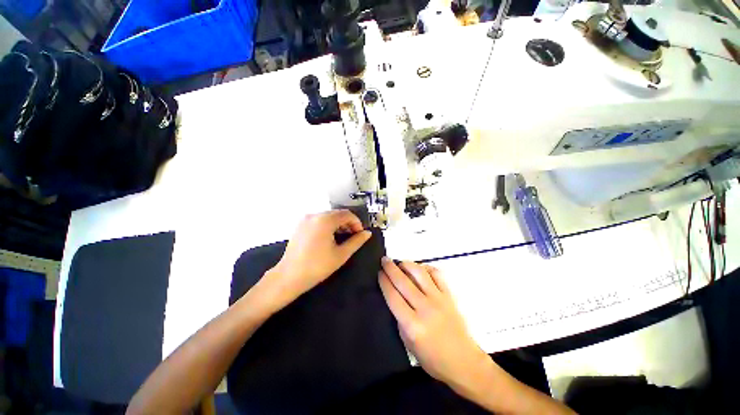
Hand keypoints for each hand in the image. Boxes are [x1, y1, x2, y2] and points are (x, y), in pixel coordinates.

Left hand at [262, 210, 371, 308]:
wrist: (289, 277)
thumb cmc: (317, 267)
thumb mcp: (341, 254)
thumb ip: (356, 241)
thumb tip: (367, 233)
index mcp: (325, 220)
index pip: (347, 214)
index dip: (357, 222)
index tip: (360, 234)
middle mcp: (314, 215)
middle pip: (337, 213)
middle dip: (348, 223)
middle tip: (353, 236)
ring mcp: (305, 219)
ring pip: (328, 216)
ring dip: (338, 224)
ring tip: (343, 237)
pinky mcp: (300, 225)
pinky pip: (319, 220)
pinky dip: (328, 225)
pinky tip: (330, 237)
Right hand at [378, 259, 491, 392]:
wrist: (463, 361)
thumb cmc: (432, 358)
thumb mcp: (408, 343)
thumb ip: (400, 319)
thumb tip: (394, 296)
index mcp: (412, 324)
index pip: (393, 296)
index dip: (384, 282)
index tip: (379, 273)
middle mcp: (425, 308)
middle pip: (403, 281)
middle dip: (391, 268)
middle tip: (385, 260)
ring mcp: (438, 299)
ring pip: (420, 273)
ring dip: (407, 264)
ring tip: (400, 263)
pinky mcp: (449, 295)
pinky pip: (436, 274)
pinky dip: (426, 268)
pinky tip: (420, 269)